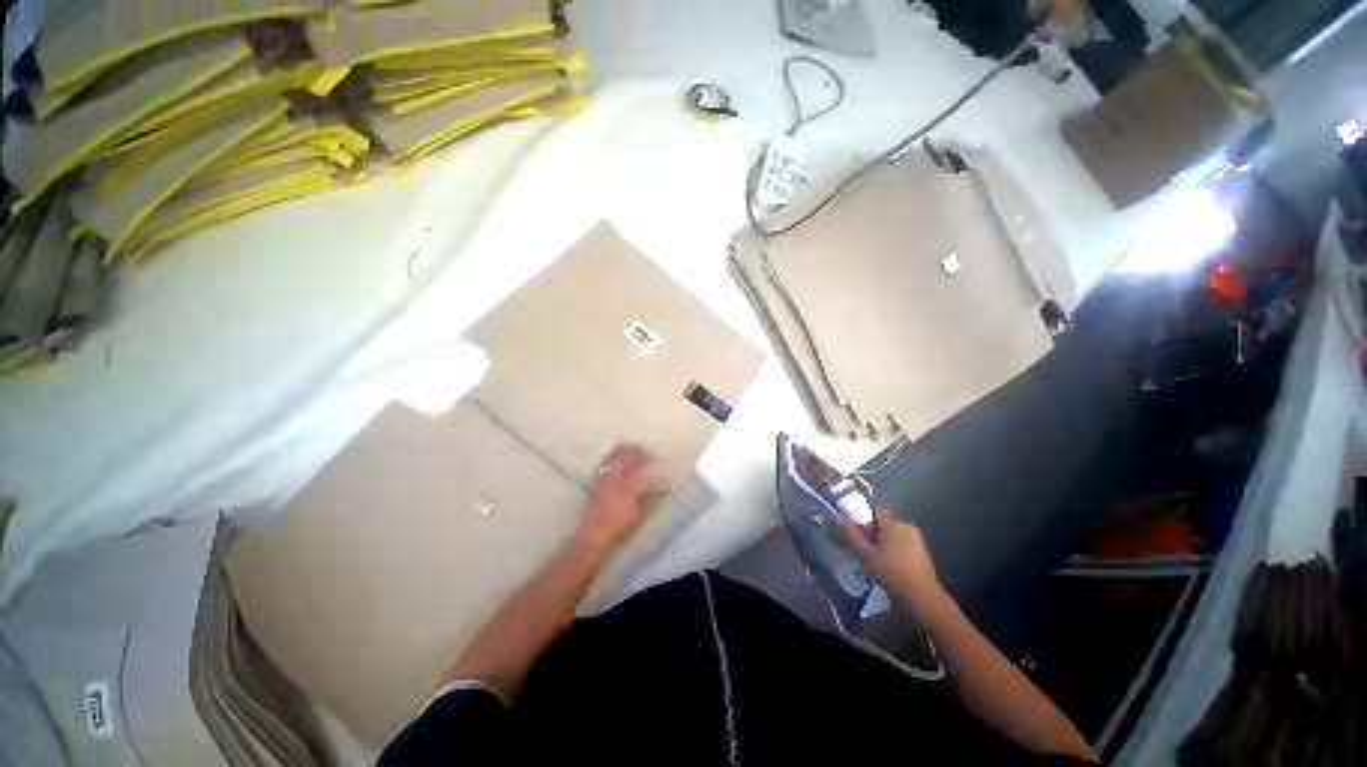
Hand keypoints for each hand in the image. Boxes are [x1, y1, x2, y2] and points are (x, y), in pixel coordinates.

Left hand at [576, 444, 659, 554]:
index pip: (638, 465)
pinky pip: (603, 463)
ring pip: (611, 458)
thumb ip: (648, 498)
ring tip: (628, 446)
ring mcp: (602, 479)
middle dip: (633, 450)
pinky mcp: (594, 483)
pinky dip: (610, 456)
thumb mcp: (639, 515)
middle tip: (641, 448)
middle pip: (623, 457)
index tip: (653, 457)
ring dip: (621, 450)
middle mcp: (614, 478)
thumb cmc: (619, 527)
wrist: (592, 535)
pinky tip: (612, 458)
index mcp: (627, 485)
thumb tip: (657, 485)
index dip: (646, 458)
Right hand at [839, 509, 943, 611]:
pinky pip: (903, 543)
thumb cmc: (891, 573)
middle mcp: (906, 526)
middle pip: (884, 522)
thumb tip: (839, 516)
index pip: (874, 510)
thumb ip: (851, 534)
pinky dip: (894, 550)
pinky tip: (891, 566)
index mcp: (893, 523)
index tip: (858, 535)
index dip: (863, 519)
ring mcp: (917, 539)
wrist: (923, 597)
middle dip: (873, 532)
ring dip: (883, 542)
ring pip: (893, 533)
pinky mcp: (923, 551)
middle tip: (865, 550)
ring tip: (876, 560)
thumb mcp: (865, 554)